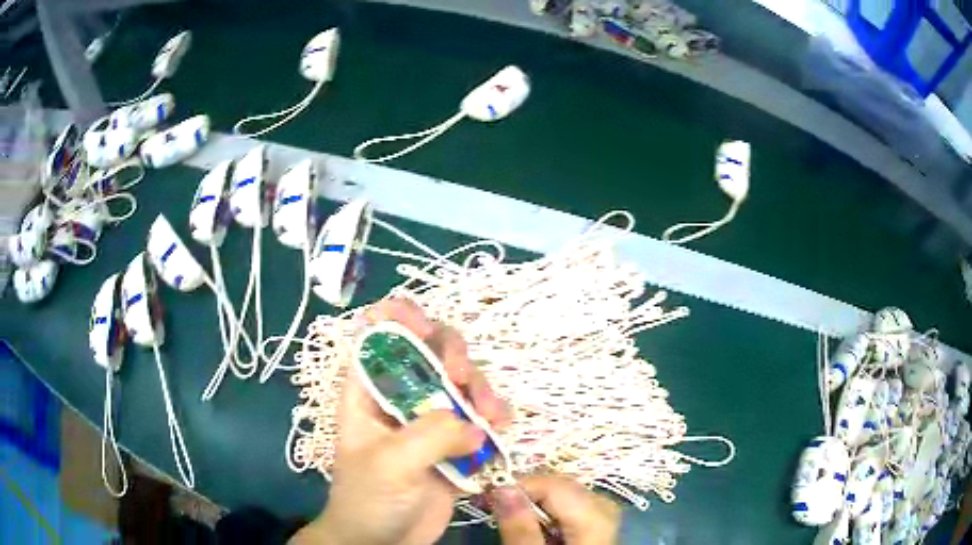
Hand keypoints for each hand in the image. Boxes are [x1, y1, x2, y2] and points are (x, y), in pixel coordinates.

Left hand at [291, 298, 509, 544]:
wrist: (384, 541)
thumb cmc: (369, 498)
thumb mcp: (390, 463)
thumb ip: (429, 436)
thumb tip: (474, 425)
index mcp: (368, 392)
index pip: (377, 335)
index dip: (399, 319)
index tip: (425, 328)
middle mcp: (400, 397)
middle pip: (429, 351)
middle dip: (451, 353)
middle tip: (461, 376)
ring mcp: (429, 420)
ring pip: (460, 382)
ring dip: (479, 388)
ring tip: (490, 413)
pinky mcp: (454, 443)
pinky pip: (479, 417)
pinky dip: (493, 416)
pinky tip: (501, 429)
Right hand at [491, 476, 620, 544]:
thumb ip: (519, 528)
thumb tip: (501, 488)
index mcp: (595, 520)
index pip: (555, 486)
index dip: (519, 485)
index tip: (486, 494)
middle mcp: (606, 511)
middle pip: (564, 487)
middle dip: (526, 491)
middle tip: (492, 501)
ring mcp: (605, 518)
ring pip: (567, 494)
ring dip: (535, 500)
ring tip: (507, 511)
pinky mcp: (598, 526)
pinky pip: (572, 506)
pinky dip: (549, 510)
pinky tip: (533, 522)